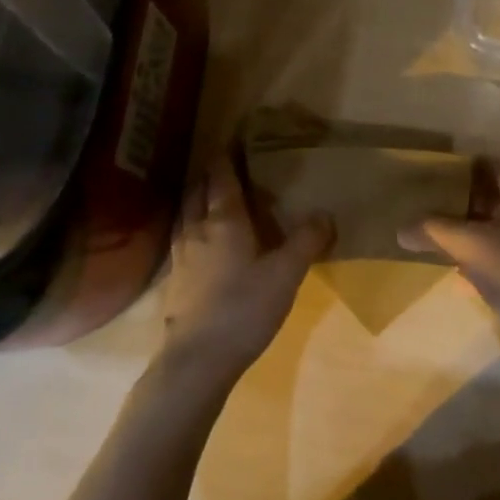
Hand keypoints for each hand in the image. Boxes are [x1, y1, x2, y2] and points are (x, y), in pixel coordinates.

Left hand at [159, 156, 333, 386]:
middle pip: (198, 190)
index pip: (222, 177)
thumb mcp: (286, 273)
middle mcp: (197, 229)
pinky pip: (182, 238)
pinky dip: (192, 227)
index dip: (227, 156)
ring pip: (186, 213)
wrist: (197, 359)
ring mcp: (180, 255)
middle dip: (210, 174)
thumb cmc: (244, 308)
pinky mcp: (175, 279)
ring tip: (211, 196)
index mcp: (224, 220)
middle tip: (227, 165)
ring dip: (197, 198)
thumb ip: (307, 241)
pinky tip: (201, 241)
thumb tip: (325, 213)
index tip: (235, 139)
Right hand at [401, 158, 499, 392]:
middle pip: (496, 198)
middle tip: (432, 197)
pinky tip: (452, 269)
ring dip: (468, 228)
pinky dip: (473, 257)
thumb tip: (400, 229)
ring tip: (434, 229)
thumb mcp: (469, 245)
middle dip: (466, 196)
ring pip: (493, 229)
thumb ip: (433, 231)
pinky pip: (494, 257)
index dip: (477, 164)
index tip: (446, 167)